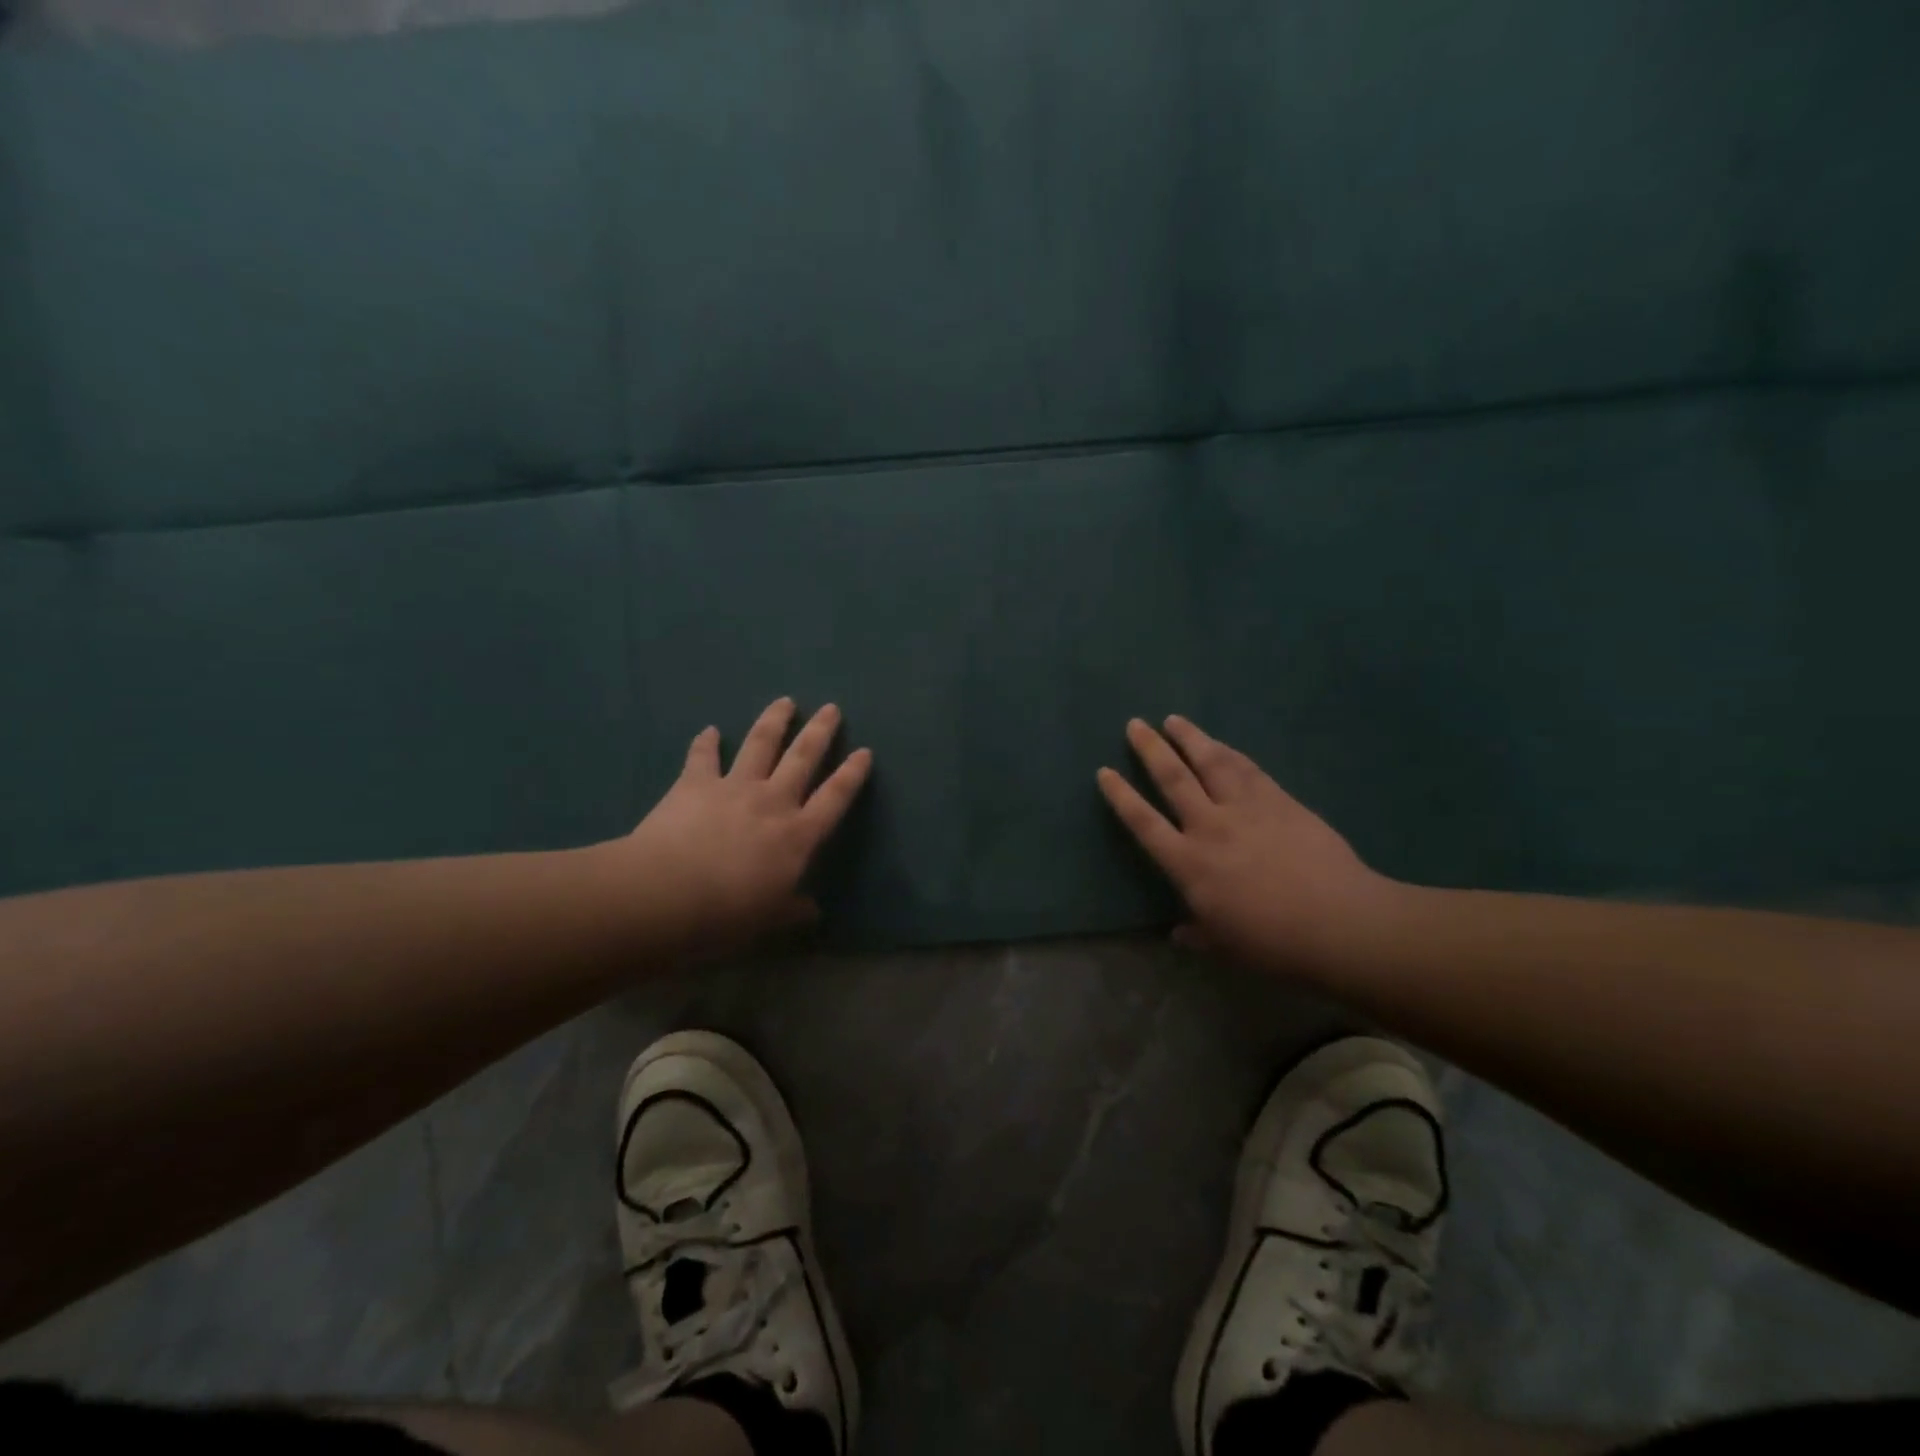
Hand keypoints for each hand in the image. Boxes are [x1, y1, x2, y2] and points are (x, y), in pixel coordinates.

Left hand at [608, 698, 872, 958]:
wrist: (667, 894)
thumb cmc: (727, 913)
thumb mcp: (769, 920)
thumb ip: (793, 910)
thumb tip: (813, 911)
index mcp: (797, 835)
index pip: (834, 798)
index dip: (851, 774)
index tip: (864, 751)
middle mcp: (772, 801)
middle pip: (803, 758)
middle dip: (820, 732)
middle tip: (831, 708)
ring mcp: (734, 788)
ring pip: (761, 745)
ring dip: (774, 721)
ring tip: (785, 701)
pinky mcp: (695, 784)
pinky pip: (703, 757)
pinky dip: (707, 742)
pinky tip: (710, 730)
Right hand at [1098, 716, 1397, 975]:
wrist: (1339, 923)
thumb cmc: (1273, 943)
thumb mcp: (1225, 947)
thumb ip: (1198, 935)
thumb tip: (1178, 934)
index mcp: (1188, 864)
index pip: (1144, 822)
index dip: (1121, 796)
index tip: (1104, 771)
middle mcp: (1210, 827)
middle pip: (1173, 779)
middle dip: (1150, 749)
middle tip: (1135, 724)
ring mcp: (1246, 809)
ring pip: (1211, 763)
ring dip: (1190, 738)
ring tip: (1174, 720)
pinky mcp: (1279, 801)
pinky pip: (1248, 769)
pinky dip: (1230, 752)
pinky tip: (1221, 743)